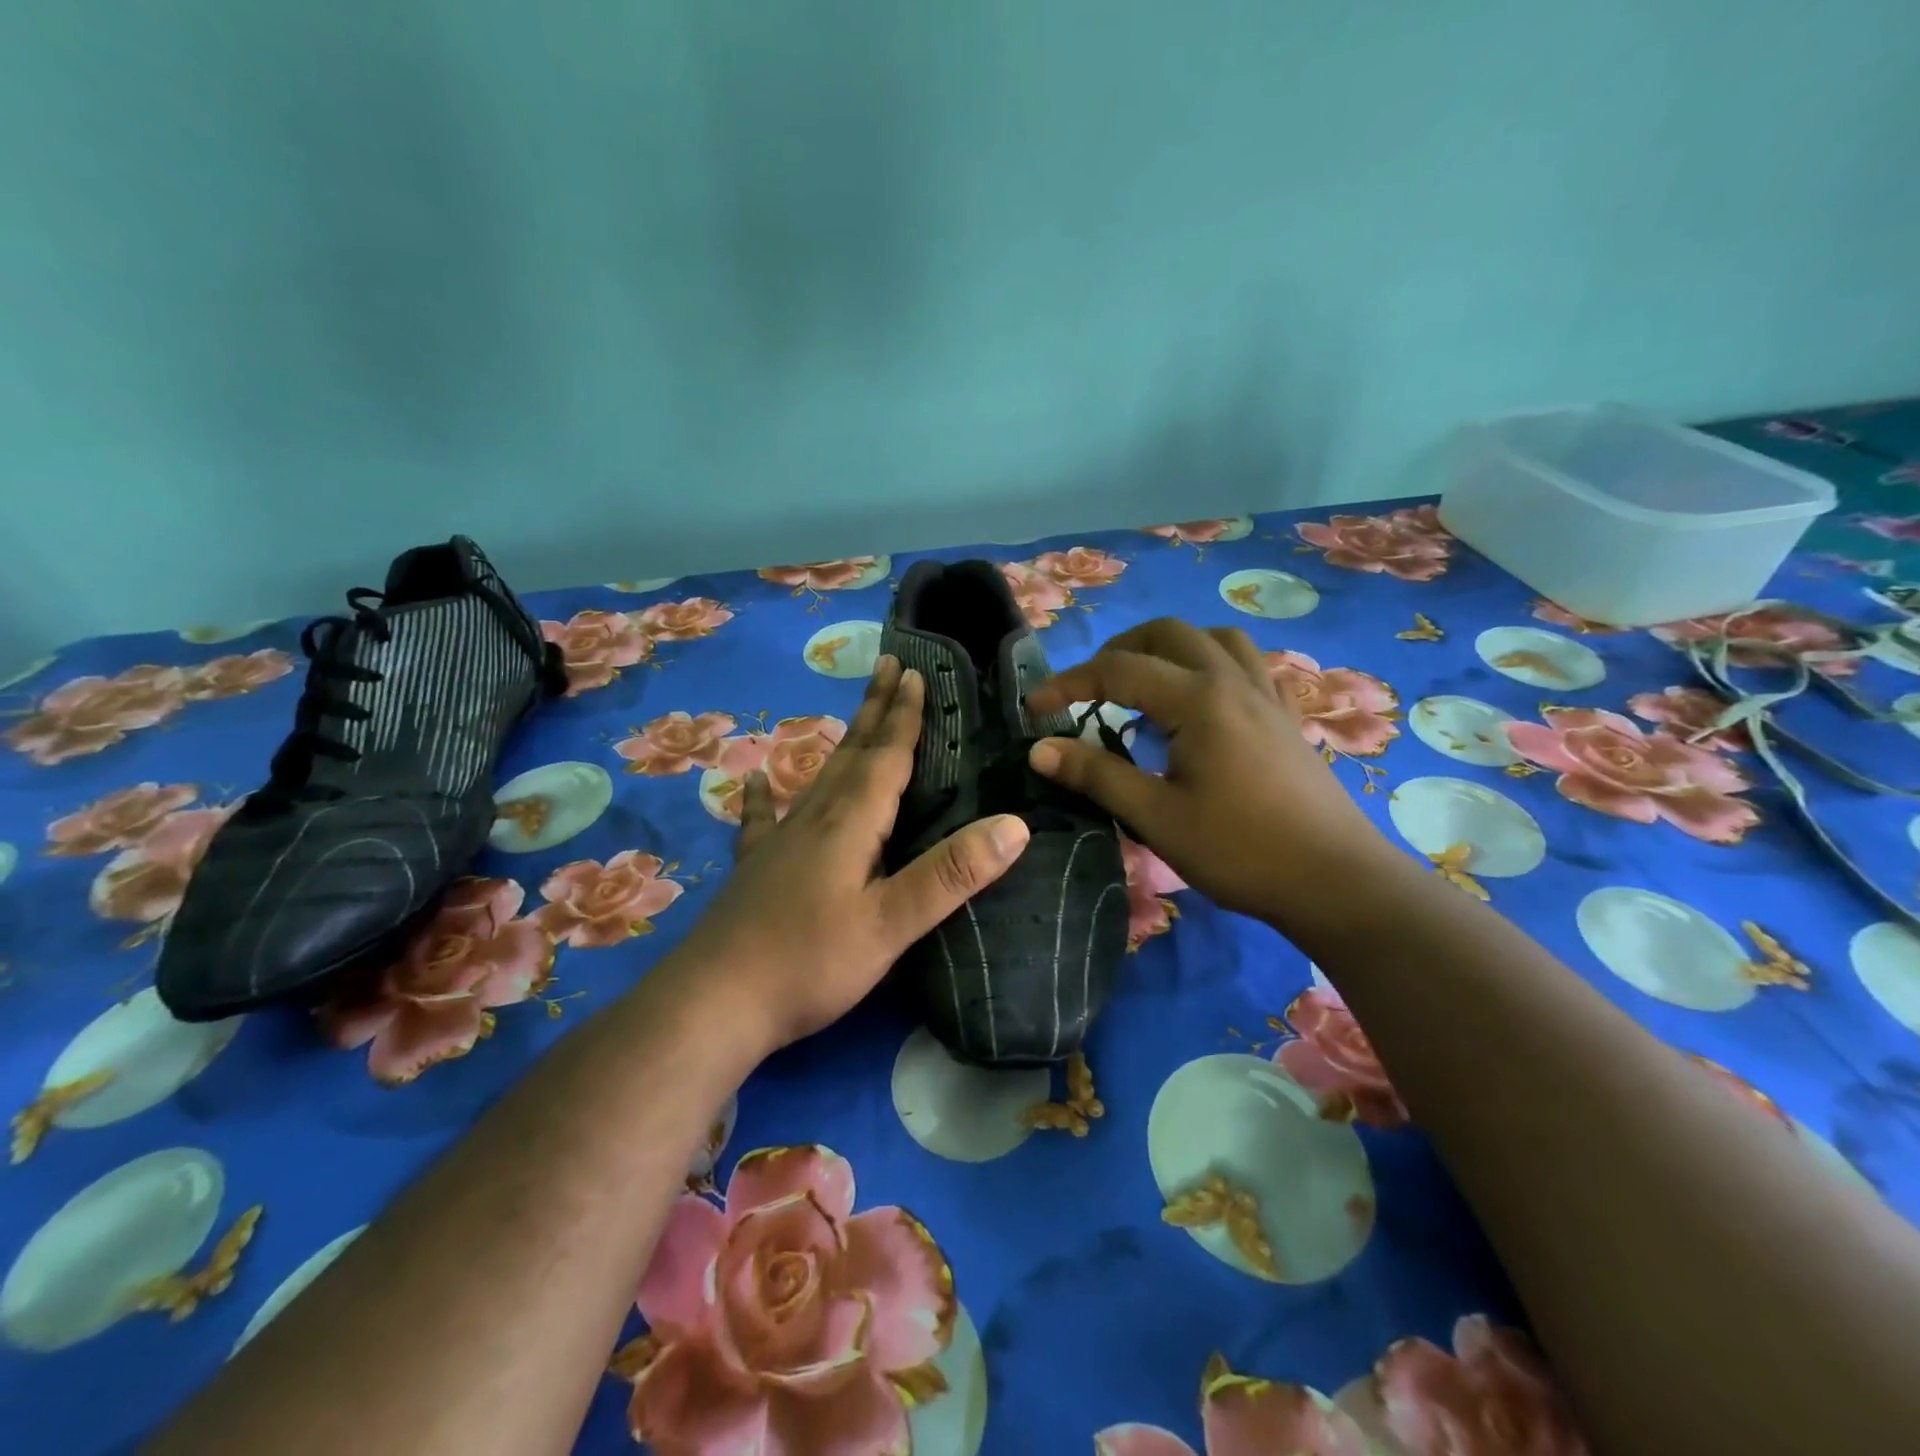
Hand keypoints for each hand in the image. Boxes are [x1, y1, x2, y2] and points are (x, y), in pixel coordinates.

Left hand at [677, 656, 1030, 1053]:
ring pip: (819, 775)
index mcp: (851, 823)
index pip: (886, 756)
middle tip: (890, 666)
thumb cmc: (810, 963)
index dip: (906, 716)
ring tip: (855, 714)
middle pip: (853, 752)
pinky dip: (763, 796)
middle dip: (876, 709)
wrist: (714, 1002)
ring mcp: (779, 840)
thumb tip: (1014, 826)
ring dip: (843, 740)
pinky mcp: (756, 867)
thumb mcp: (891, 925)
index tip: (918, 674)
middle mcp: (815, 818)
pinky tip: (755, 780)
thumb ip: (950, 875)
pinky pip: (763, 819)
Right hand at [1024, 619, 1397, 930]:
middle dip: (1119, 651)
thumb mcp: (1156, 817)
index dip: (1069, 684)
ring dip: (1170, 648)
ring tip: (1146, 684)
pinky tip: (1204, 700)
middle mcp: (1232, 681)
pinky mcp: (1286, 716)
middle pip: (1168, 634)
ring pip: (1214, 639)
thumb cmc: (1240, 851)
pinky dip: (1213, 664)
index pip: (1118, 671)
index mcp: (1198, 700)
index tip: (1035, 709)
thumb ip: (1097, 775)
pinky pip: (1247, 665)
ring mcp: (1266, 695)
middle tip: (1091, 689)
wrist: (1335, 881)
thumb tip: (1040, 748)